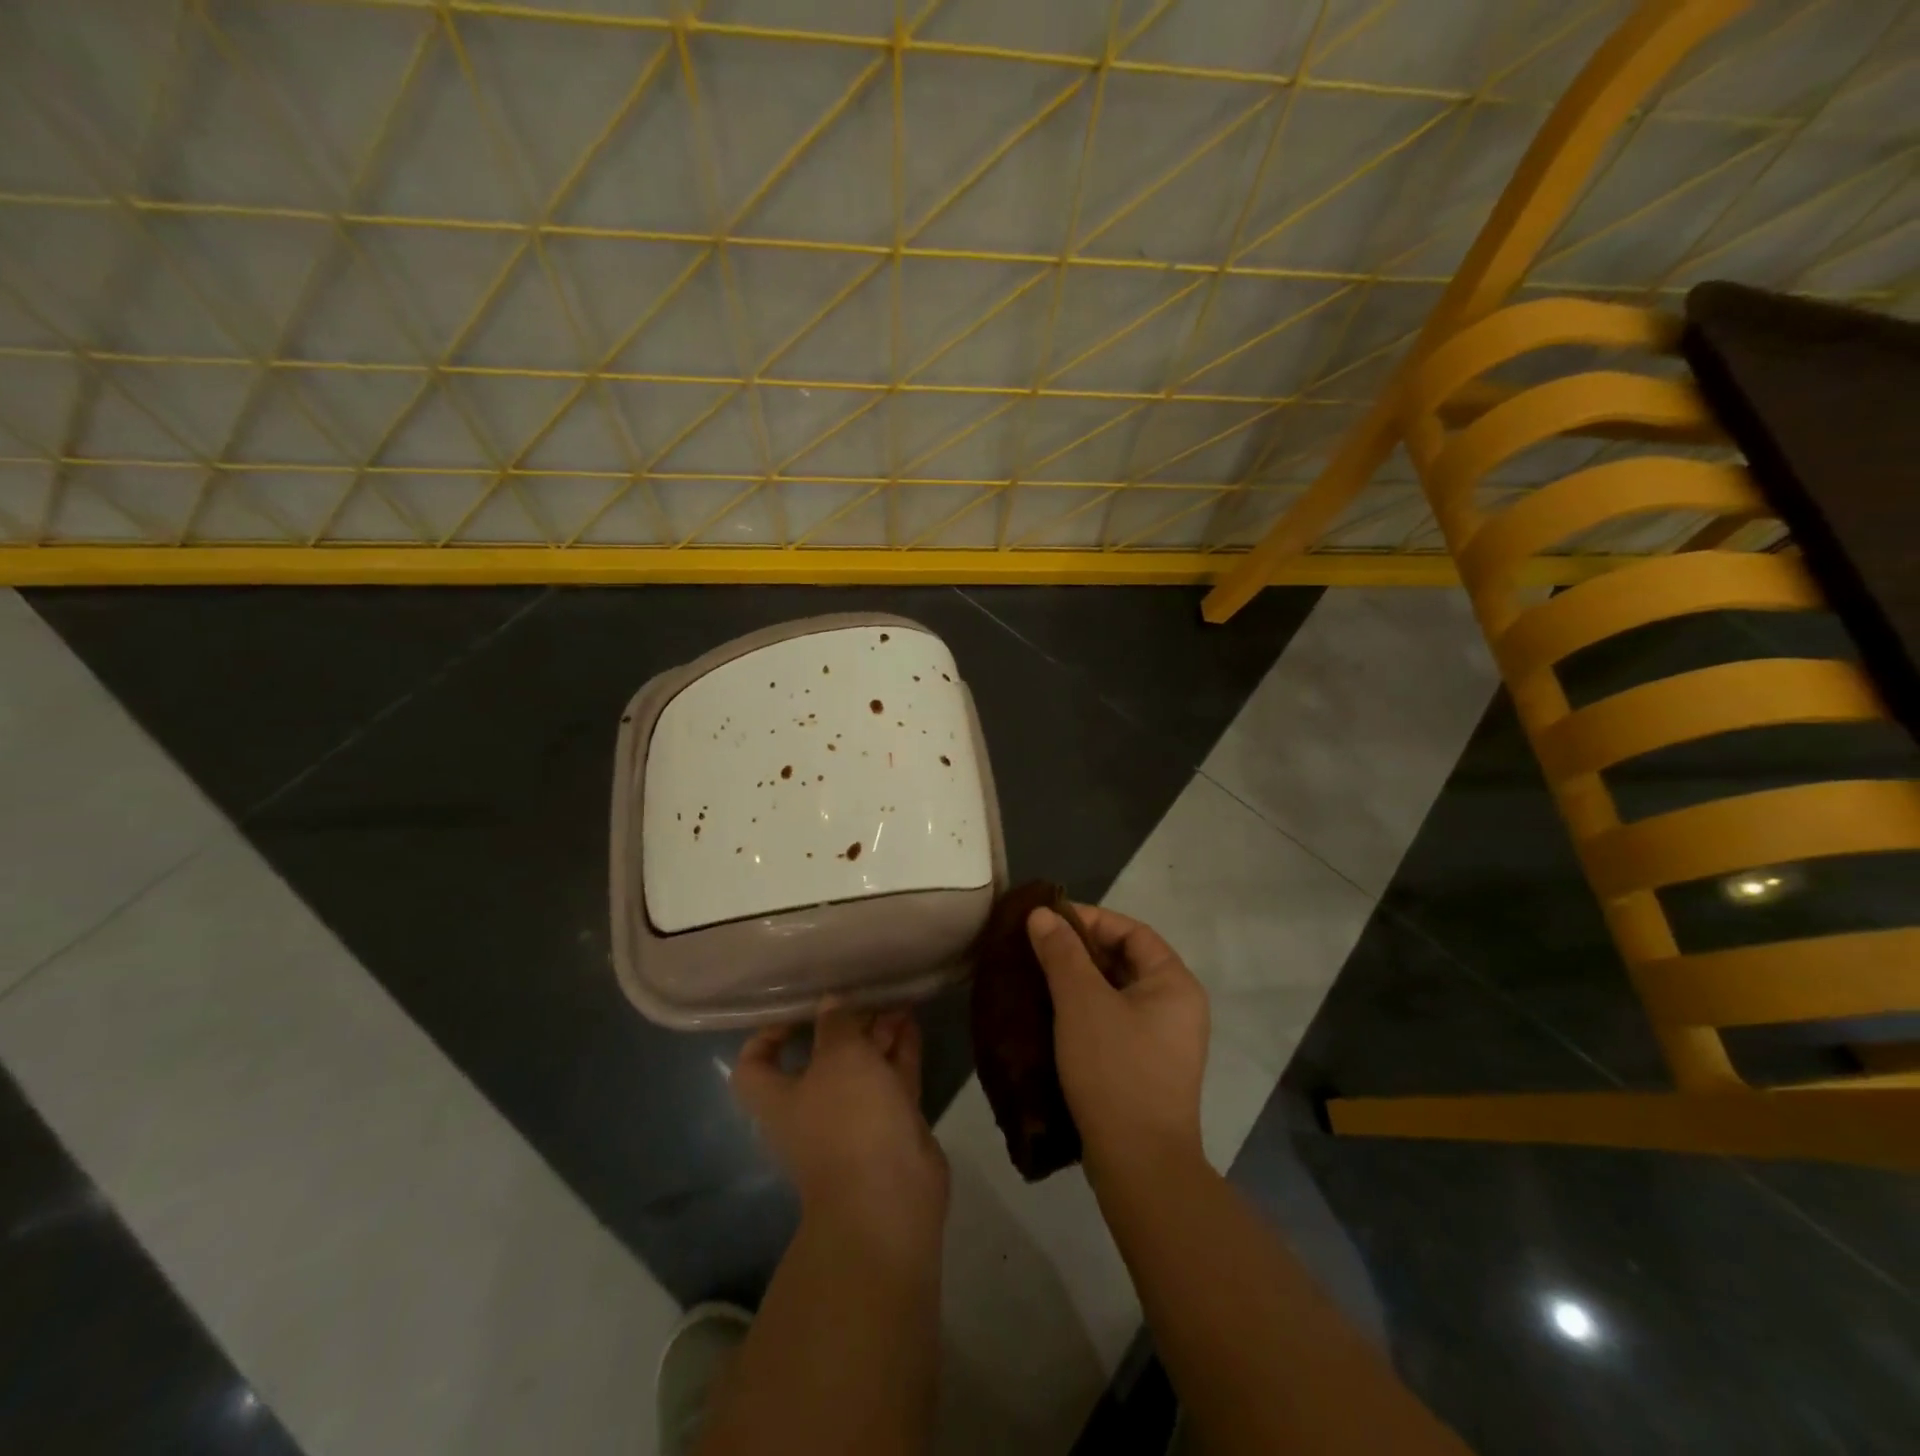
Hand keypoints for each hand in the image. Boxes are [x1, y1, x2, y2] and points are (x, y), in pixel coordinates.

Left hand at [733, 1003, 948, 1253]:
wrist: (890, 1196)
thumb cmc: (848, 1119)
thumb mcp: (839, 1057)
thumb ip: (835, 1023)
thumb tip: (830, 1003)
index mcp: (779, 1099)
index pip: (754, 1065)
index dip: (767, 1035)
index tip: (797, 1009)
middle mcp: (812, 1108)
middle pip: (820, 1058)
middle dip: (842, 1024)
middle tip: (863, 991)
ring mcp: (853, 1119)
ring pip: (861, 1066)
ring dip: (875, 1033)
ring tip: (895, 998)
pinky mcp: (889, 1124)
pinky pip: (891, 1078)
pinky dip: (899, 1050)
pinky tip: (911, 1020)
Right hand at [1027, 905, 1209, 1187]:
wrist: (1140, 1164)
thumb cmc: (1115, 1069)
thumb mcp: (1081, 1003)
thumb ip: (1062, 953)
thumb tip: (1042, 915)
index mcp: (1174, 983)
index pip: (1132, 931)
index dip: (1090, 919)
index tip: (1048, 921)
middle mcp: (1178, 1007)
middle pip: (1127, 960)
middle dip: (1081, 950)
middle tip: (1038, 949)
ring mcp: (1166, 1041)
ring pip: (1118, 993)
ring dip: (1081, 982)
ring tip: (1039, 978)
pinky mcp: (1148, 1069)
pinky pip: (1116, 1022)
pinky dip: (1087, 1011)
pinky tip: (1054, 1017)